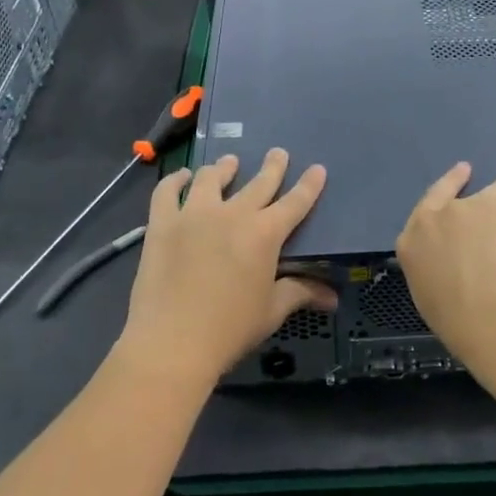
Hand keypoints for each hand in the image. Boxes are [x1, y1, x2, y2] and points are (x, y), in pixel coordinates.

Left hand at [117, 149, 332, 385]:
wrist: (172, 342)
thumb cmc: (230, 329)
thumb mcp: (271, 311)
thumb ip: (300, 293)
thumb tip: (333, 298)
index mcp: (265, 233)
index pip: (296, 201)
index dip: (309, 185)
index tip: (318, 168)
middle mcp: (233, 214)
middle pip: (259, 181)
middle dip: (273, 165)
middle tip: (278, 153)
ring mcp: (194, 214)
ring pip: (212, 178)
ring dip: (224, 168)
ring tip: (229, 163)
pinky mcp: (163, 223)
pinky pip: (168, 190)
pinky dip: (176, 179)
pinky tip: (182, 177)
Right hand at [396, 162, 495, 364]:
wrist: (490, 313)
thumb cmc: (452, 315)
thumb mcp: (427, 292)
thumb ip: (435, 268)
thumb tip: (448, 267)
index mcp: (416, 236)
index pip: (432, 200)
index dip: (451, 182)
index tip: (465, 169)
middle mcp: (448, 214)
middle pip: (476, 192)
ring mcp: (483, 209)